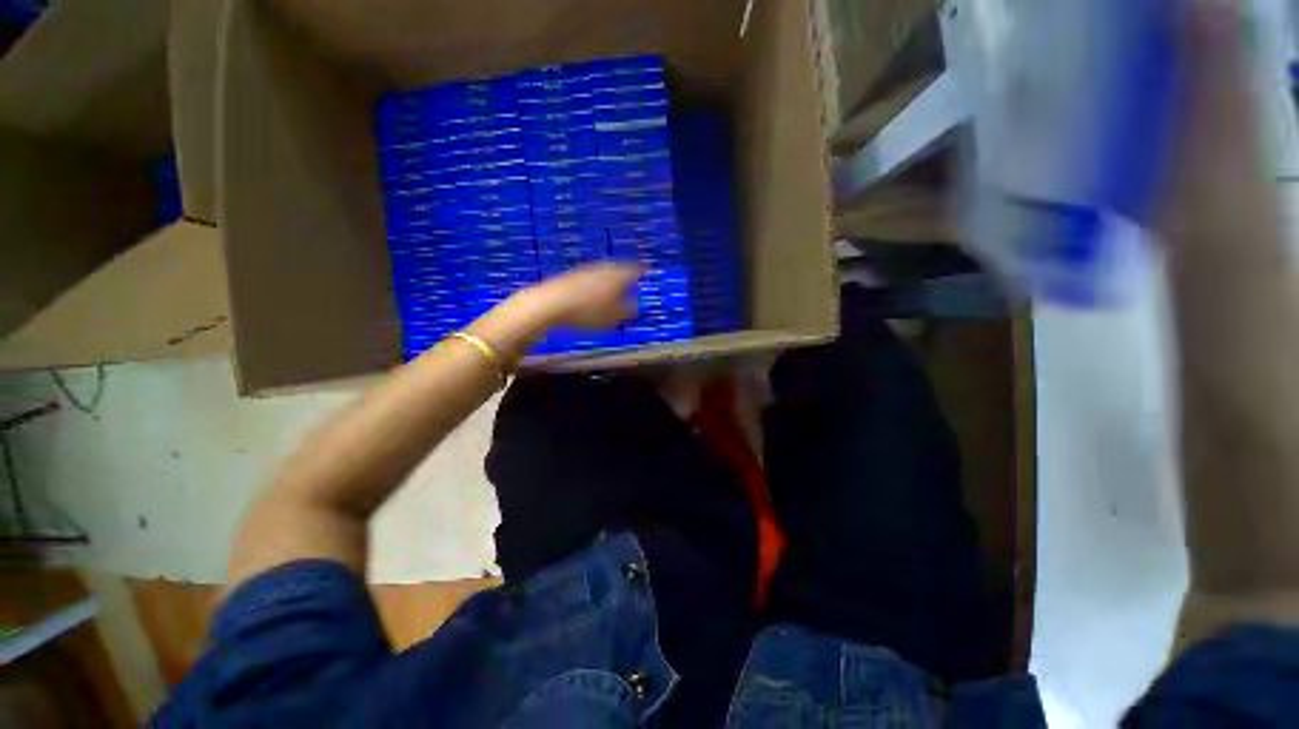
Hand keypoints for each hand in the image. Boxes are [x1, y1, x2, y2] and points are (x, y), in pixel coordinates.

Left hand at [519, 262, 642, 330]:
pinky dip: (595, 284)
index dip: (642, 271)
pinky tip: (592, 294)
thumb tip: (637, 304)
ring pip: (603, 273)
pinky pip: (589, 278)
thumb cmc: (588, 313)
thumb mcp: (614, 318)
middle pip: (618, 269)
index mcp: (617, 275)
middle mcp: (602, 268)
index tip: (648, 271)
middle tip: (632, 280)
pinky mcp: (569, 277)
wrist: (549, 304)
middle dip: (625, 275)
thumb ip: (629, 310)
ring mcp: (585, 270)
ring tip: (614, 289)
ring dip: (609, 279)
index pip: (634, 270)